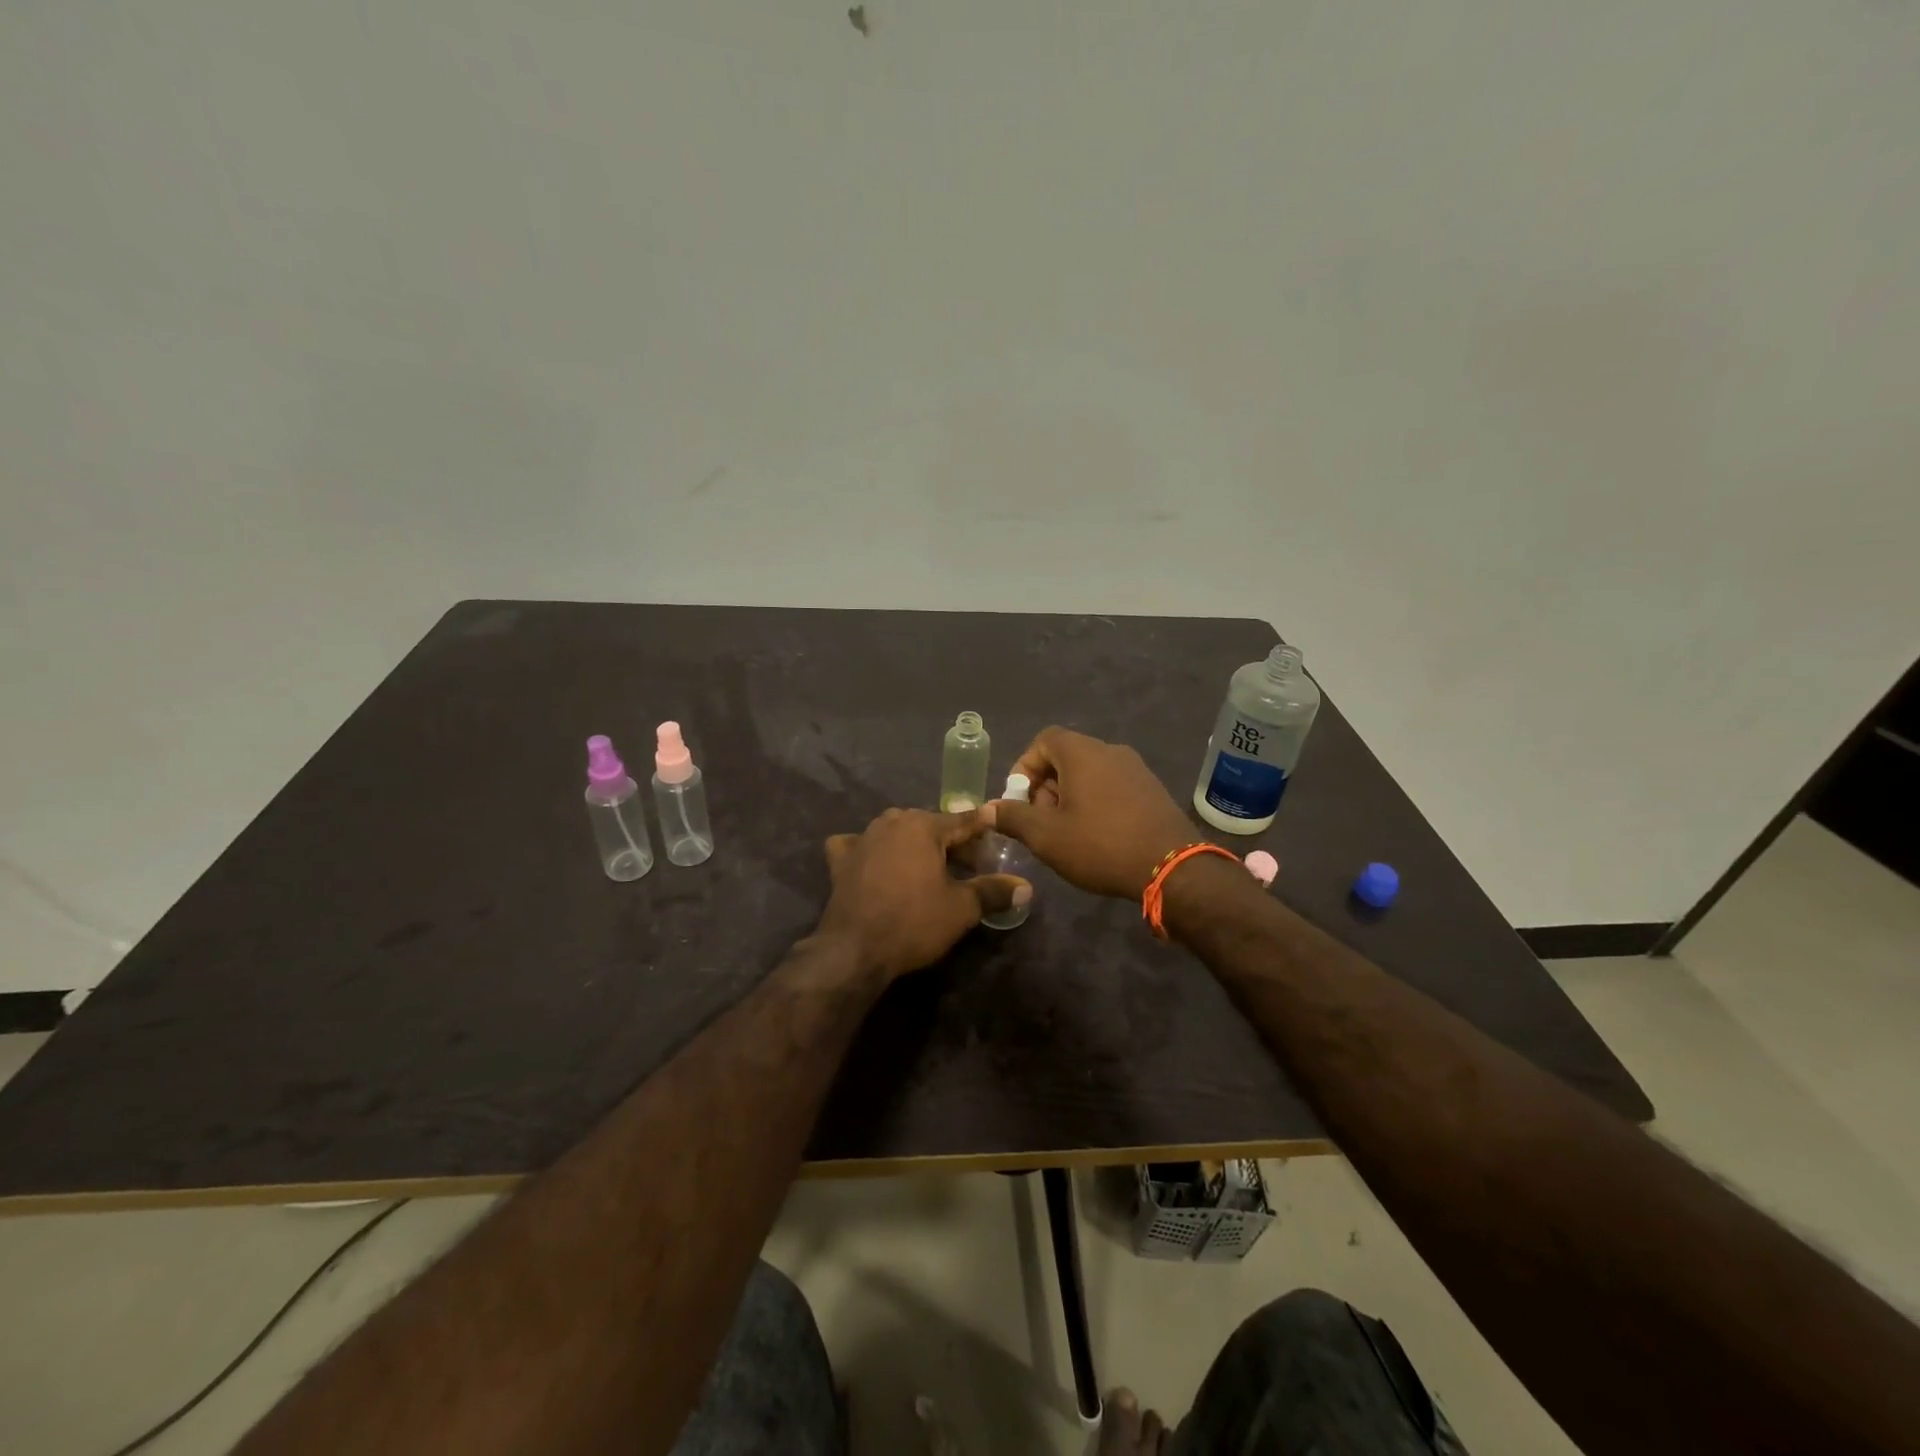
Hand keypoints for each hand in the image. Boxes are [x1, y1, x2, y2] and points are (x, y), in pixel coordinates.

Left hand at [816, 808, 1030, 981]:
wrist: (855, 949)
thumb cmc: (914, 922)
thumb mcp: (961, 909)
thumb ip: (993, 891)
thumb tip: (1026, 887)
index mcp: (922, 826)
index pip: (962, 821)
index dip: (982, 826)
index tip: (996, 824)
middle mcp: (891, 822)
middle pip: (930, 825)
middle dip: (950, 840)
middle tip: (969, 862)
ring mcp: (862, 839)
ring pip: (896, 831)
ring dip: (913, 843)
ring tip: (928, 864)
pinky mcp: (840, 860)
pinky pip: (858, 845)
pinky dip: (869, 849)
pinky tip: (873, 861)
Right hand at [988, 728, 1197, 898]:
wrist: (1172, 867)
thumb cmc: (1100, 845)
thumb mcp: (1046, 836)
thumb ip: (1012, 818)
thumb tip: (987, 810)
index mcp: (1082, 752)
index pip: (1044, 740)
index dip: (1025, 766)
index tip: (1021, 799)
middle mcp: (1110, 751)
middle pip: (1066, 756)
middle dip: (1046, 786)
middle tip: (1041, 822)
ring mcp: (1136, 769)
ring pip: (1090, 773)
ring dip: (1070, 797)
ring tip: (1067, 833)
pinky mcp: (1152, 789)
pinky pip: (1113, 785)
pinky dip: (1096, 802)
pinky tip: (1098, 836)